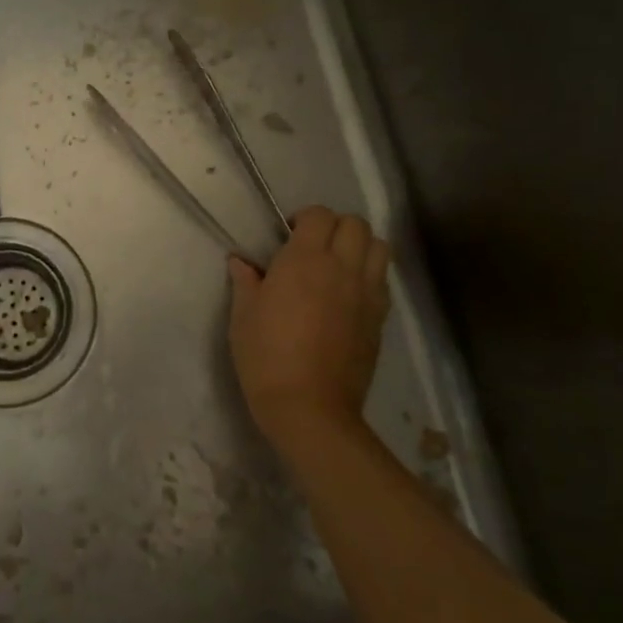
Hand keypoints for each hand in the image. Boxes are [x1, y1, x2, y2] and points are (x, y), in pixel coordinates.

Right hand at [227, 206, 391, 449]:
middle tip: (313, 247)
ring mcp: (366, 294)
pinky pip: (382, 281)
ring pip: (379, 247)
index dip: (304, 218)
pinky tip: (347, 296)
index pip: (319, 215)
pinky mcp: (379, 319)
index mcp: (305, 260)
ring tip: (337, 265)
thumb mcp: (243, 315)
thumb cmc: (266, 356)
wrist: (309, 408)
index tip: (287, 236)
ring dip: (359, 246)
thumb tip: (241, 262)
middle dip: (335, 226)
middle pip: (356, 224)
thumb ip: (245, 281)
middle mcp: (342, 268)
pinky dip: (369, 275)